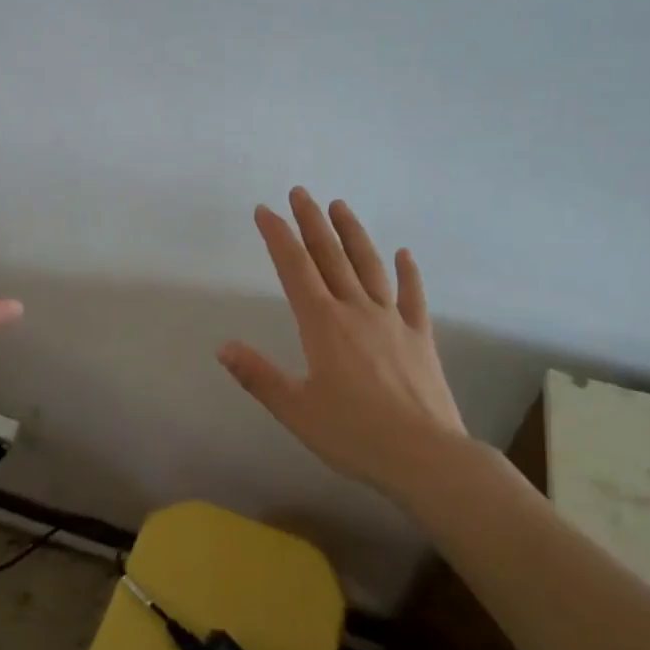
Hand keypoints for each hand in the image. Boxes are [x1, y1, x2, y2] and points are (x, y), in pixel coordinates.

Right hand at [219, 188, 468, 496]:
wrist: (426, 457)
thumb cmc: (354, 435)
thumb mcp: (295, 410)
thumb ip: (258, 375)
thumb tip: (223, 346)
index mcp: (323, 324)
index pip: (294, 268)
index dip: (278, 236)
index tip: (264, 210)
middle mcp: (356, 310)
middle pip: (330, 256)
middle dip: (311, 222)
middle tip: (300, 192)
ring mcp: (393, 320)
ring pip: (369, 266)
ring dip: (353, 233)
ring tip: (340, 206)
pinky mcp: (420, 337)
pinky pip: (413, 297)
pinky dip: (408, 273)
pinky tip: (405, 253)